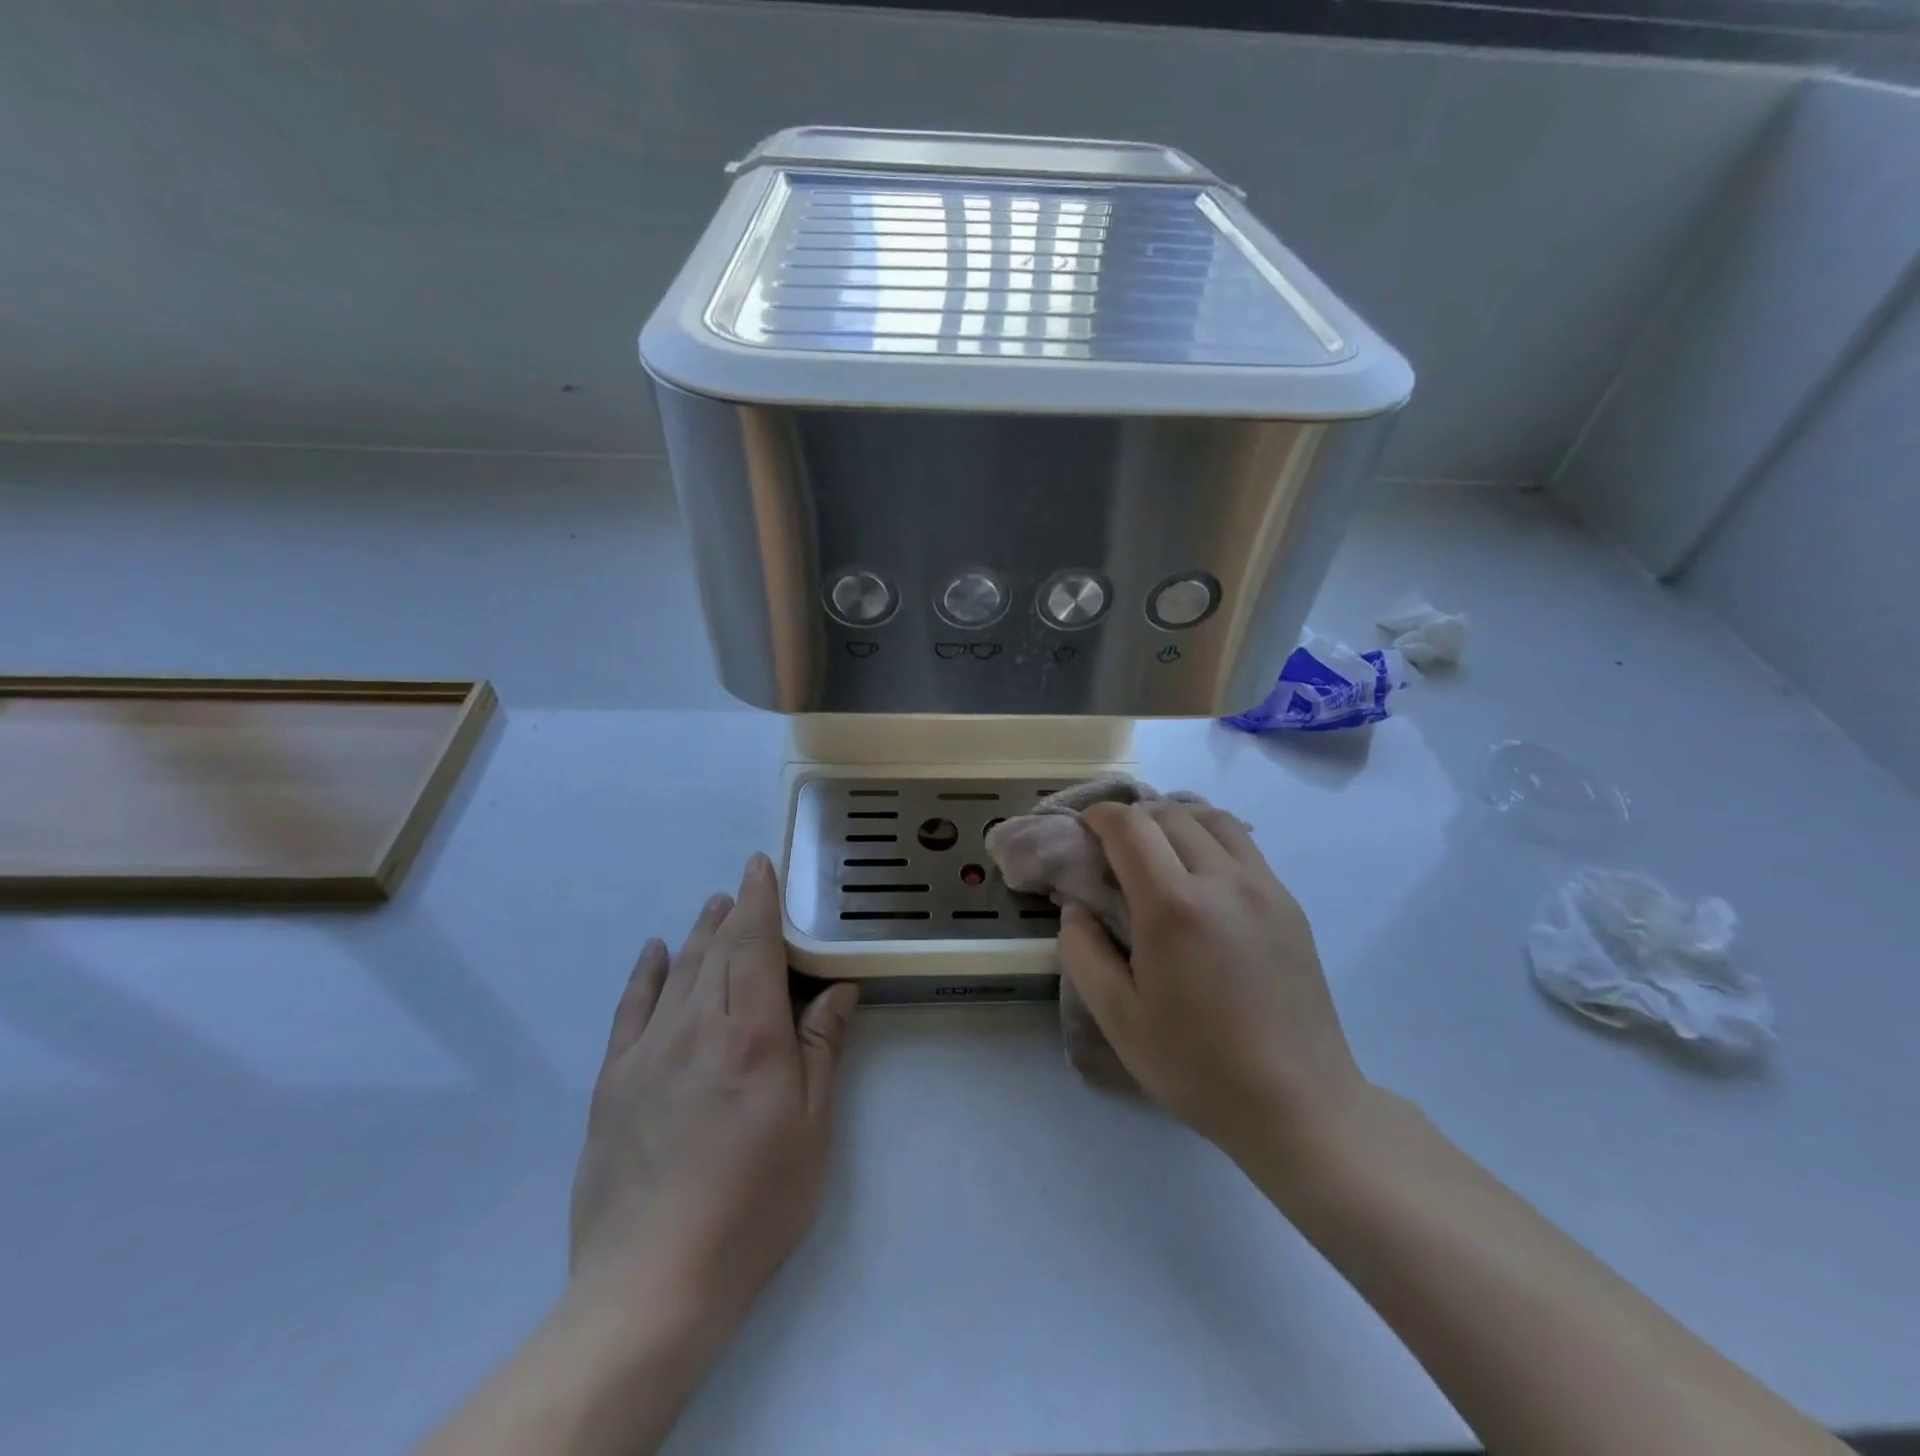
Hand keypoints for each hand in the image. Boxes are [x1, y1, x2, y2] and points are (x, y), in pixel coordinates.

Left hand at [570, 854, 858, 1329]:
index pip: (754, 945)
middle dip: (733, 912)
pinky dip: (645, 973)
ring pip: (678, 971)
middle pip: (716, 950)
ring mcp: (649, 1050)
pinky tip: (654, 951)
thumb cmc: (754, 1203)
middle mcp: (697, 1026)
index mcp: (751, 1034)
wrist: (654, 1280)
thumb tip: (839, 989)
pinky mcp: (614, 1079)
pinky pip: (631, 1008)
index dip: (760, 900)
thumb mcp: (811, 1129)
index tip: (760, 866)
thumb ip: (822, 1049)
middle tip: (743, 887)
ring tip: (713, 908)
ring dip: (698, 934)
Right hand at [1055, 801, 1367, 1169]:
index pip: (1130, 827)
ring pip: (1212, 819)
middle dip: (1132, 816)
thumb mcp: (1119, 1019)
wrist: (1299, 1104)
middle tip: (1111, 845)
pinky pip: (1243, 845)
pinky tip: (1198, 872)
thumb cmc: (1198, 1066)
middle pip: (1169, 814)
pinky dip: (1209, 837)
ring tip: (1155, 846)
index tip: (1082, 829)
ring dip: (1174, 818)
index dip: (1099, 816)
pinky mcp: (1288, 904)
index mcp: (1173, 907)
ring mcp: (1263, 888)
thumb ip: (1082, 952)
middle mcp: (1222, 881)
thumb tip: (1075, 907)